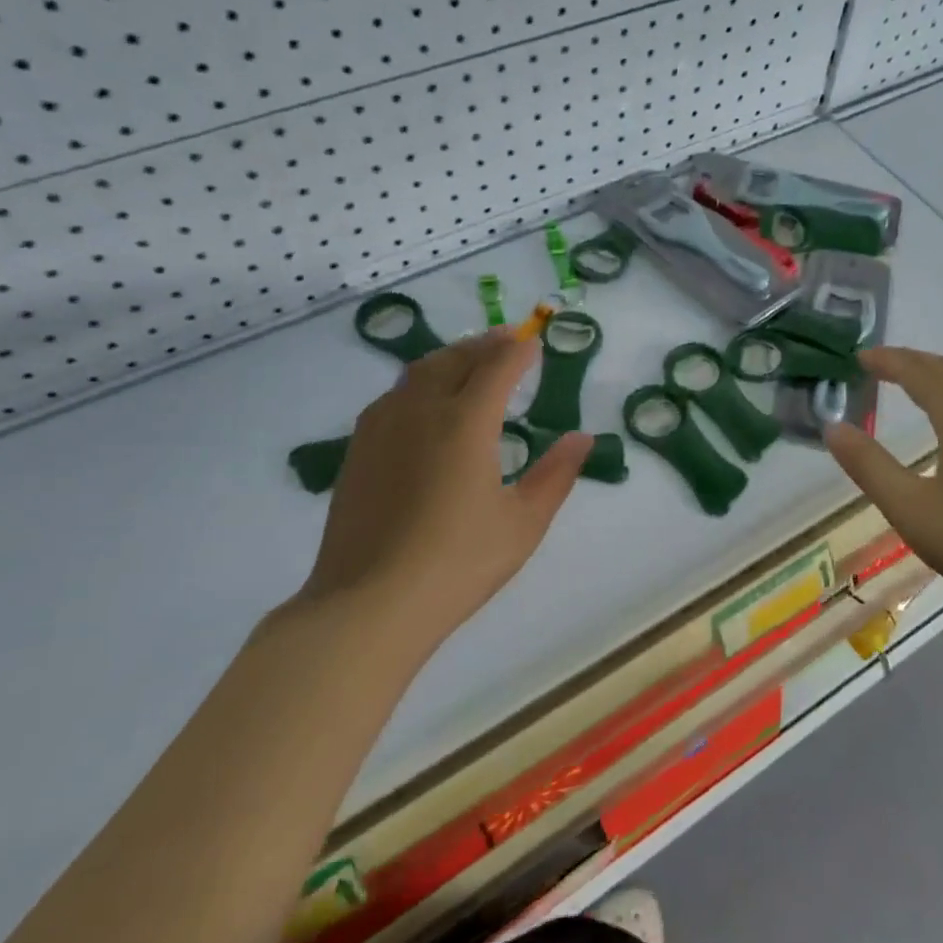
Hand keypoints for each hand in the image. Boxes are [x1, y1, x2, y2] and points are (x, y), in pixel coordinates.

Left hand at [303, 329, 591, 654]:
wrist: (370, 603)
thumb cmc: (458, 564)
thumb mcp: (523, 523)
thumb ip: (556, 474)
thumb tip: (582, 437)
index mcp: (465, 422)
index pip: (497, 366)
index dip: (519, 350)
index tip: (535, 343)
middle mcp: (421, 410)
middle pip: (456, 358)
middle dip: (485, 344)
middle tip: (508, 339)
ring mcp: (383, 426)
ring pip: (420, 371)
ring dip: (451, 357)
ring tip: (470, 360)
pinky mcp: (359, 448)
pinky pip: (395, 394)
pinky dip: (421, 381)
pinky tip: (426, 401)